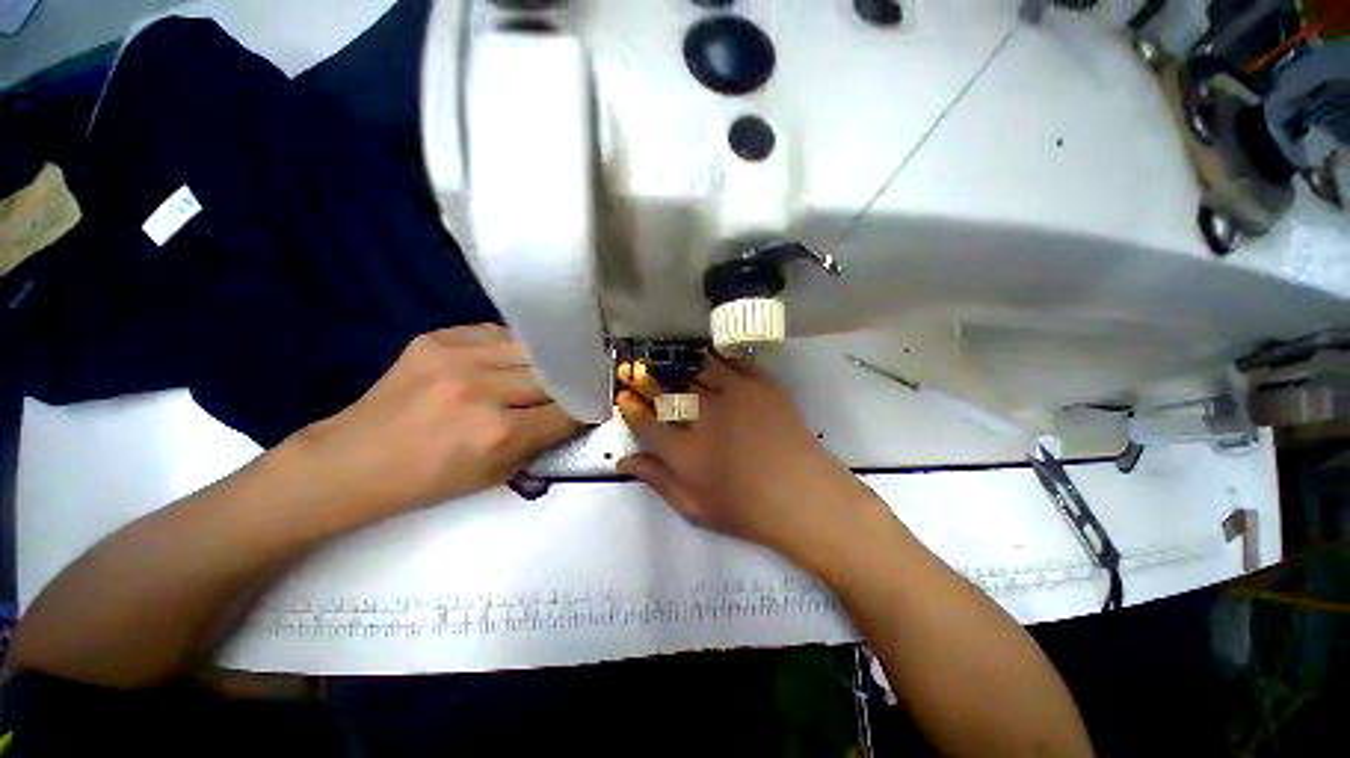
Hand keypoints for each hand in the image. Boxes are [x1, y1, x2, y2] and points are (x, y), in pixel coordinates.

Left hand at [288, 325, 580, 515]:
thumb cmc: (429, 480)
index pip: (566, 411)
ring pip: (529, 348)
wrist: (355, 460)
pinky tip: (511, 358)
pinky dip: (512, 346)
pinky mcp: (437, 338)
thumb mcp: (496, 474)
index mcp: (498, 433)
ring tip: (547, 368)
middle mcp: (482, 389)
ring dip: (544, 361)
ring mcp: (457, 357)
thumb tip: (573, 415)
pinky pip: (496, 333)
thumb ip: (541, 441)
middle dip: (568, 384)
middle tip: (575, 386)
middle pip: (552, 375)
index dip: (585, 409)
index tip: (594, 406)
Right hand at [616, 356, 866, 554]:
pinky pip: (733, 360)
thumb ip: (657, 479)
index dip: (631, 407)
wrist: (804, 497)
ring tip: (673, 360)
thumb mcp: (694, 506)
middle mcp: (703, 415)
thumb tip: (624, 459)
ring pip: (697, 367)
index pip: (645, 421)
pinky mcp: (760, 385)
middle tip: (639, 369)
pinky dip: (718, 357)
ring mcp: (733, 395)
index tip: (624, 397)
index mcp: (684, 450)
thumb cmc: (747, 510)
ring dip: (681, 363)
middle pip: (667, 388)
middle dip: (648, 378)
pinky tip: (711, 358)